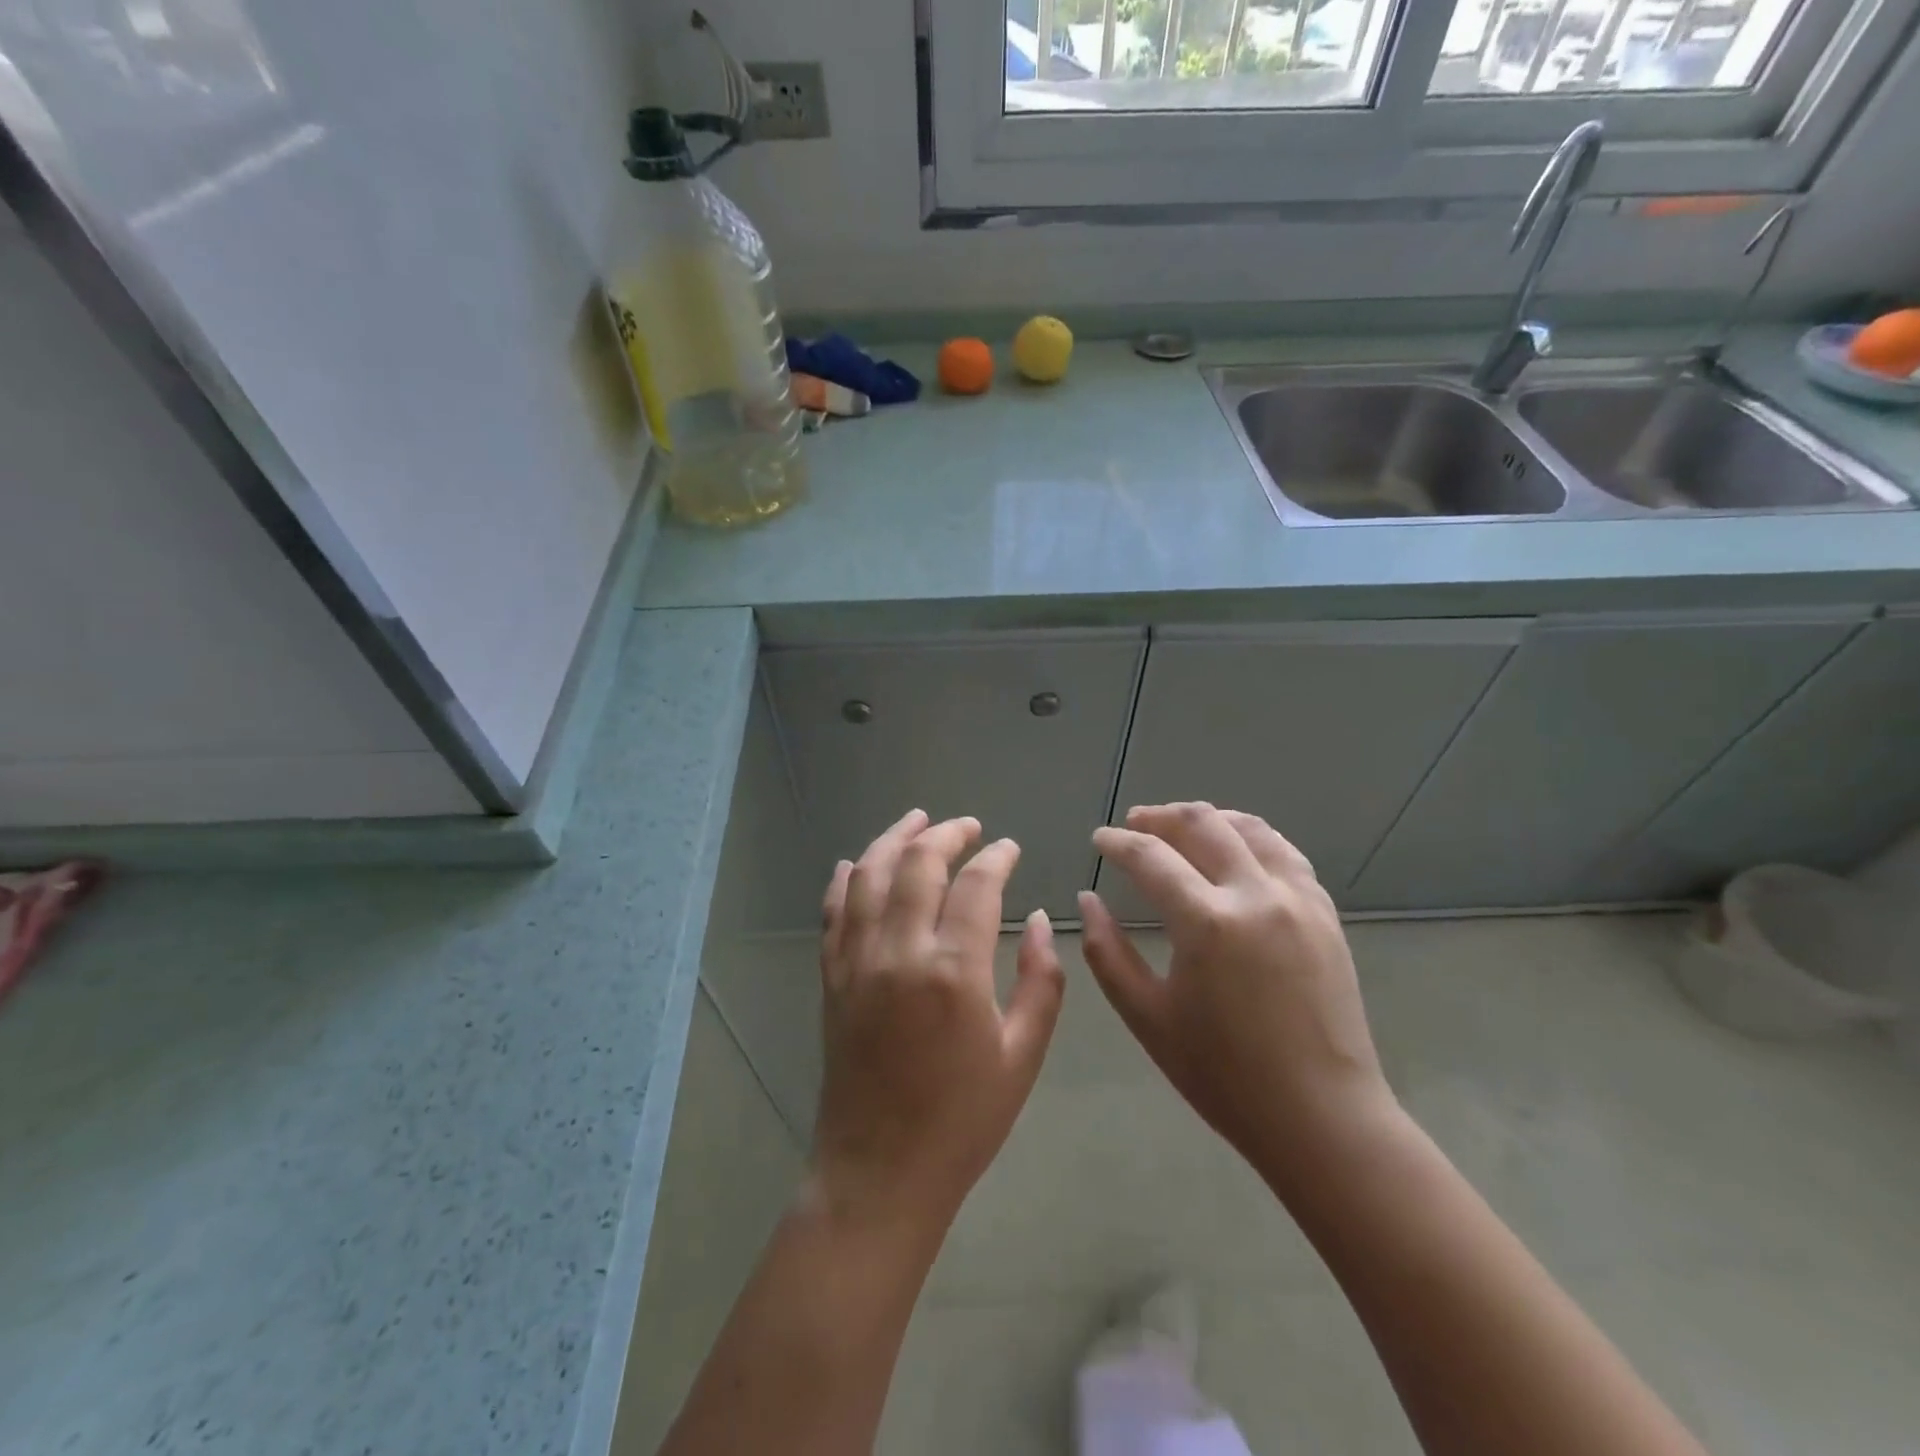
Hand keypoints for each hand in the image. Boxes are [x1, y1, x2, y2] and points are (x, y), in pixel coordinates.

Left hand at [812, 809, 1064, 1236]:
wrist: (880, 1171)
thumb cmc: (963, 1120)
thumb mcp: (1022, 1056)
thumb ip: (1040, 981)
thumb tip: (1039, 920)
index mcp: (954, 971)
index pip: (977, 886)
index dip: (996, 858)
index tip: (1009, 849)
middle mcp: (899, 952)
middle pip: (918, 864)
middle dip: (946, 834)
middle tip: (968, 827)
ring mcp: (857, 961)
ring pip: (870, 875)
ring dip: (894, 839)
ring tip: (917, 820)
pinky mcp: (832, 977)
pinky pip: (833, 912)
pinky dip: (845, 879)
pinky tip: (857, 863)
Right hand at [1080, 803, 1397, 1198]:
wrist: (1321, 1117)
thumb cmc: (1224, 1075)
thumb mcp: (1147, 1017)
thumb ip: (1106, 952)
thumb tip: (1088, 900)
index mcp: (1207, 922)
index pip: (1150, 856)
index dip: (1118, 842)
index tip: (1099, 839)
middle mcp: (1255, 894)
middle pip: (1202, 823)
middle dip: (1160, 817)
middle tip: (1134, 826)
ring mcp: (1298, 899)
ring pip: (1249, 828)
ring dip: (1208, 818)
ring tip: (1181, 828)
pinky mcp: (1325, 913)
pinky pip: (1284, 852)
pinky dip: (1250, 838)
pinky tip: (1235, 850)